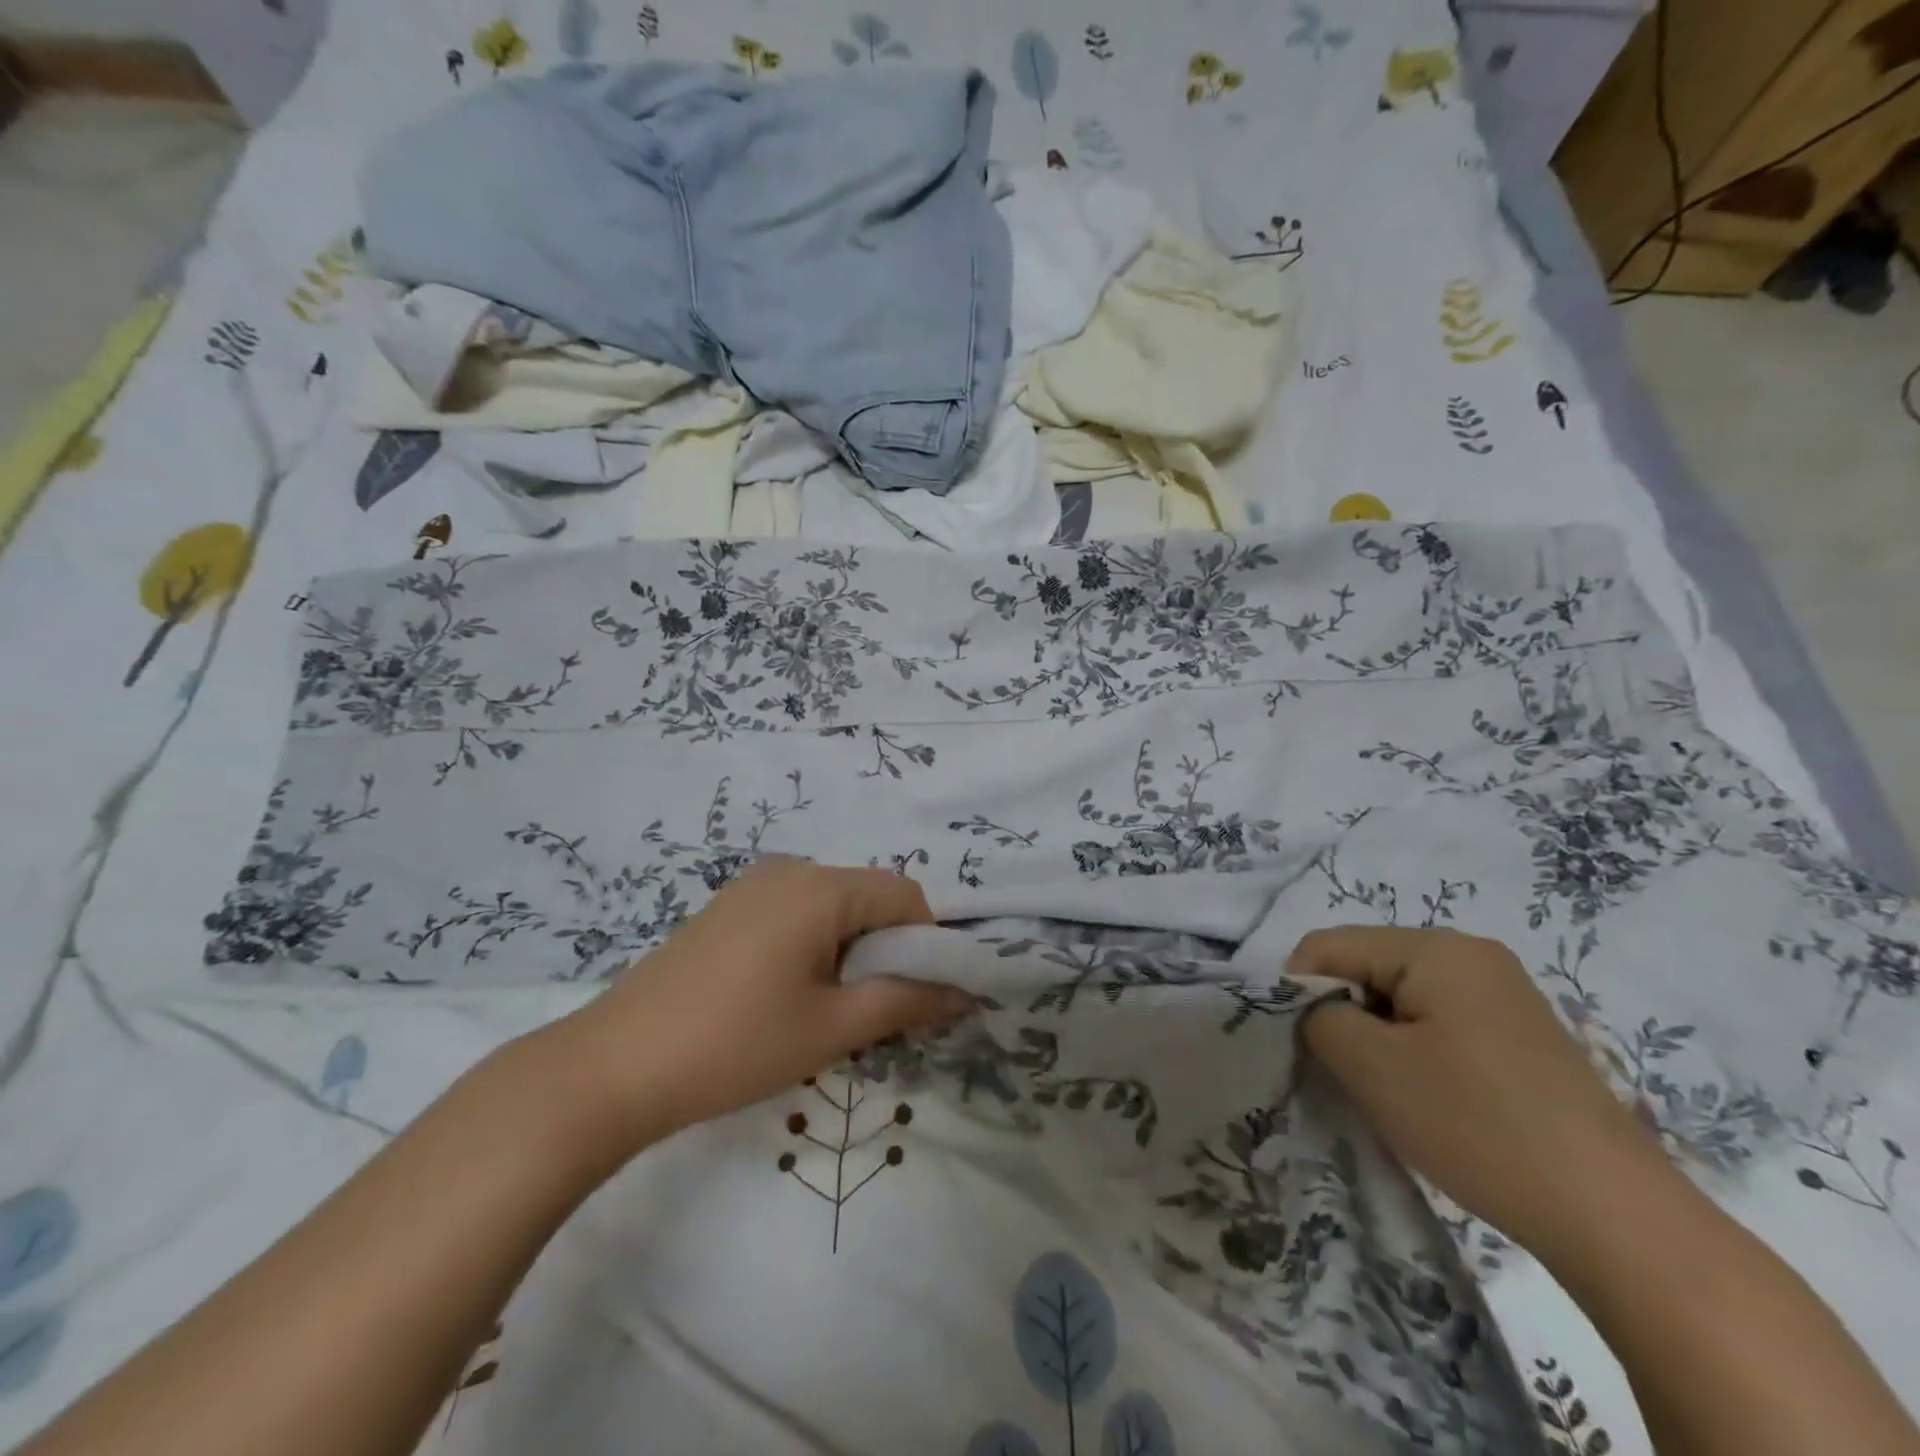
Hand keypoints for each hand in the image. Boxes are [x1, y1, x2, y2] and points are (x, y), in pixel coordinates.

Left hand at [555, 858, 972, 1155]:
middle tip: (874, 1013)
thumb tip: (966, 992)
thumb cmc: (736, 1044)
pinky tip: (786, 997)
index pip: (905, 896)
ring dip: (850, 952)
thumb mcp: (833, 1027)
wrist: (613, 1066)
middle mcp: (790, 870)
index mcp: (820, 887)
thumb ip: (907, 1000)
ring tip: (827, 1012)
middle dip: (887, 950)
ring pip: (832, 908)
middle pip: (868, 898)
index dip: (927, 943)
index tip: (920, 997)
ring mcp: (752, 886)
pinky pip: (795, 915)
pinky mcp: (727, 908)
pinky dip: (814, 947)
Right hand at [1294, 926, 1683, 1255]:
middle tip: (1344, 1072)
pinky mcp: (1519, 1034)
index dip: (1299, 990)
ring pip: (1399, 996)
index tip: (1302, 1047)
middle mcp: (1470, 954)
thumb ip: (1318, 1017)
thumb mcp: (1371, 1066)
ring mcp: (1502, 993)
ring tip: (1387, 1090)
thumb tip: (1315, 1008)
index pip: (1328, 945)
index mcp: (1435, 947)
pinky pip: (1437, 1020)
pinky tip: (1429, 1096)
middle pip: (1366, 965)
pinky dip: (1412, 1049)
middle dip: (1341, 1013)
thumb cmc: (1477, 1125)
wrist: (1616, 1218)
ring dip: (1375, 1035)